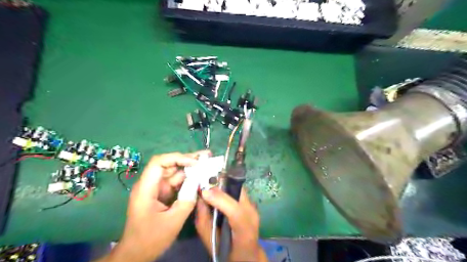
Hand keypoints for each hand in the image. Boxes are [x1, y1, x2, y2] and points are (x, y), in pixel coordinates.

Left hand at [95, 152, 208, 261]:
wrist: (136, 253)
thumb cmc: (150, 239)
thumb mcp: (173, 221)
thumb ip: (188, 200)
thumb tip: (200, 183)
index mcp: (146, 189)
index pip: (159, 163)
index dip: (177, 158)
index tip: (195, 162)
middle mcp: (150, 184)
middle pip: (169, 164)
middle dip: (188, 159)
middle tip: (207, 156)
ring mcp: (157, 188)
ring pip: (174, 172)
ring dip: (190, 168)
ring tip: (207, 163)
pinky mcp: (162, 193)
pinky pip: (177, 182)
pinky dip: (189, 179)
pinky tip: (200, 176)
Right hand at [196, 188, 267, 260]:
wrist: (247, 255)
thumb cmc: (227, 251)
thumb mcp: (210, 240)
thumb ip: (204, 221)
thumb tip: (200, 198)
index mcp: (245, 231)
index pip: (236, 212)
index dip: (220, 199)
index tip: (204, 192)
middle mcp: (253, 216)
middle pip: (239, 192)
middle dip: (221, 185)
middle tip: (205, 185)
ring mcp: (254, 208)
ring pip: (238, 188)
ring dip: (224, 185)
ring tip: (210, 187)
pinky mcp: (252, 204)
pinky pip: (238, 191)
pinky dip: (227, 189)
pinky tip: (218, 193)